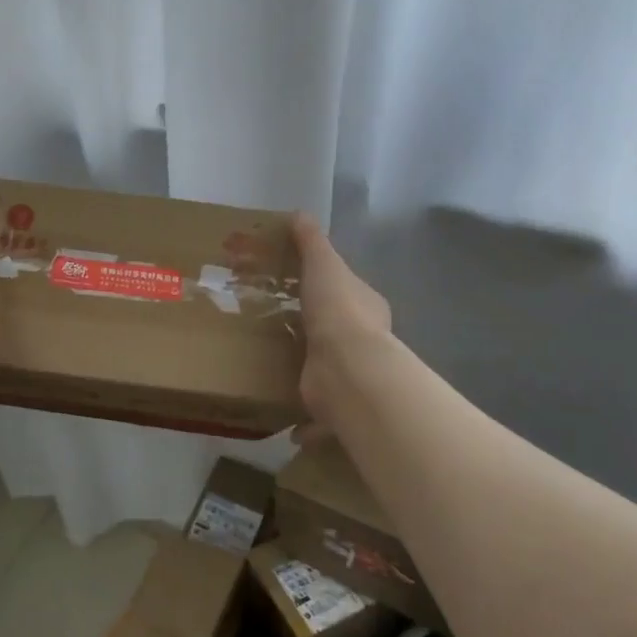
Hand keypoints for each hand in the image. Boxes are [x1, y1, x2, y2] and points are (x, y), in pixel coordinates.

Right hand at [291, 213, 393, 445]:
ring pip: (328, 371)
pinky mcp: (333, 406)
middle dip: (316, 330)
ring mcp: (349, 376)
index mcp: (364, 307)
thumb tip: (299, 213)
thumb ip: (311, 242)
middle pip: (339, 331)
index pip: (348, 292)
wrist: (348, 370)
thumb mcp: (324, 265)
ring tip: (271, 365)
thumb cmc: (338, 311)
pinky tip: (283, 419)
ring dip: (309, 371)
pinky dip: (305, 424)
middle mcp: (362, 341)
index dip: (327, 287)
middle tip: (277, 323)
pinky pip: (317, 416)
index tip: (298, 285)